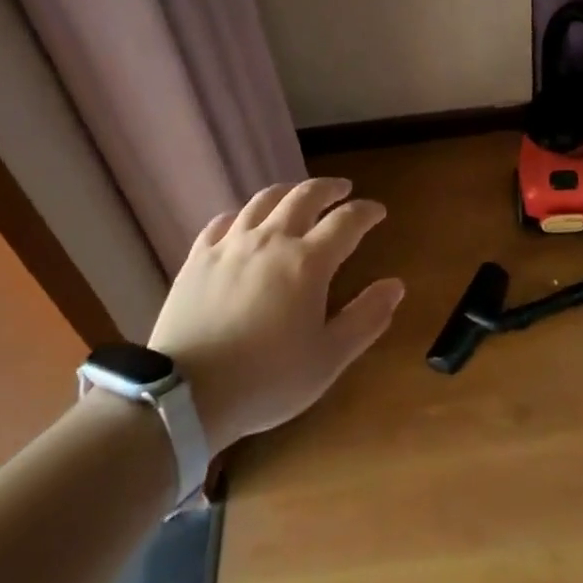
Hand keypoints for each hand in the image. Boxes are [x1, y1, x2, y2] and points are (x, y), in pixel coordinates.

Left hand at [148, 178, 403, 454]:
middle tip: (342, 189)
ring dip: (288, 192)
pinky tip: (245, 221)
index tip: (378, 211)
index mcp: (308, 262)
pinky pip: (223, 221)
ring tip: (298, 196)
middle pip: (304, 196)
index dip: (366, 212)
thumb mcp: (329, 358)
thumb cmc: (267, 380)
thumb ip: (366, 318)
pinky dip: (243, 214)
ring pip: (263, 200)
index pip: (346, 221)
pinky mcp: (198, 257)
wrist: (187, 394)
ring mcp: (230, 245)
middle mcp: (271, 240)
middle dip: (329, 188)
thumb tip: (395, 285)